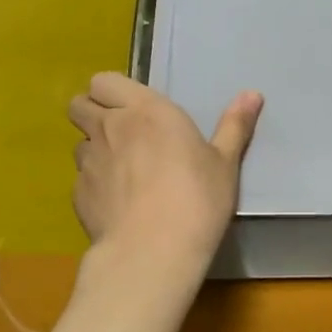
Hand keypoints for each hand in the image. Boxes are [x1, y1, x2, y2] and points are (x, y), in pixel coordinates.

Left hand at [68, 72, 262, 276]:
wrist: (153, 250)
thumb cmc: (196, 198)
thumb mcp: (225, 163)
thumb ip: (234, 125)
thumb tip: (253, 94)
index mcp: (145, 110)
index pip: (104, 80)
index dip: (112, 91)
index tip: (134, 108)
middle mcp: (109, 127)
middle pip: (80, 105)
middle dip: (92, 112)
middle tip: (121, 133)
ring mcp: (88, 162)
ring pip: (79, 143)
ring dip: (95, 150)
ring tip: (121, 172)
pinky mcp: (78, 195)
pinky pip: (81, 179)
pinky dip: (95, 185)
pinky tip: (117, 204)